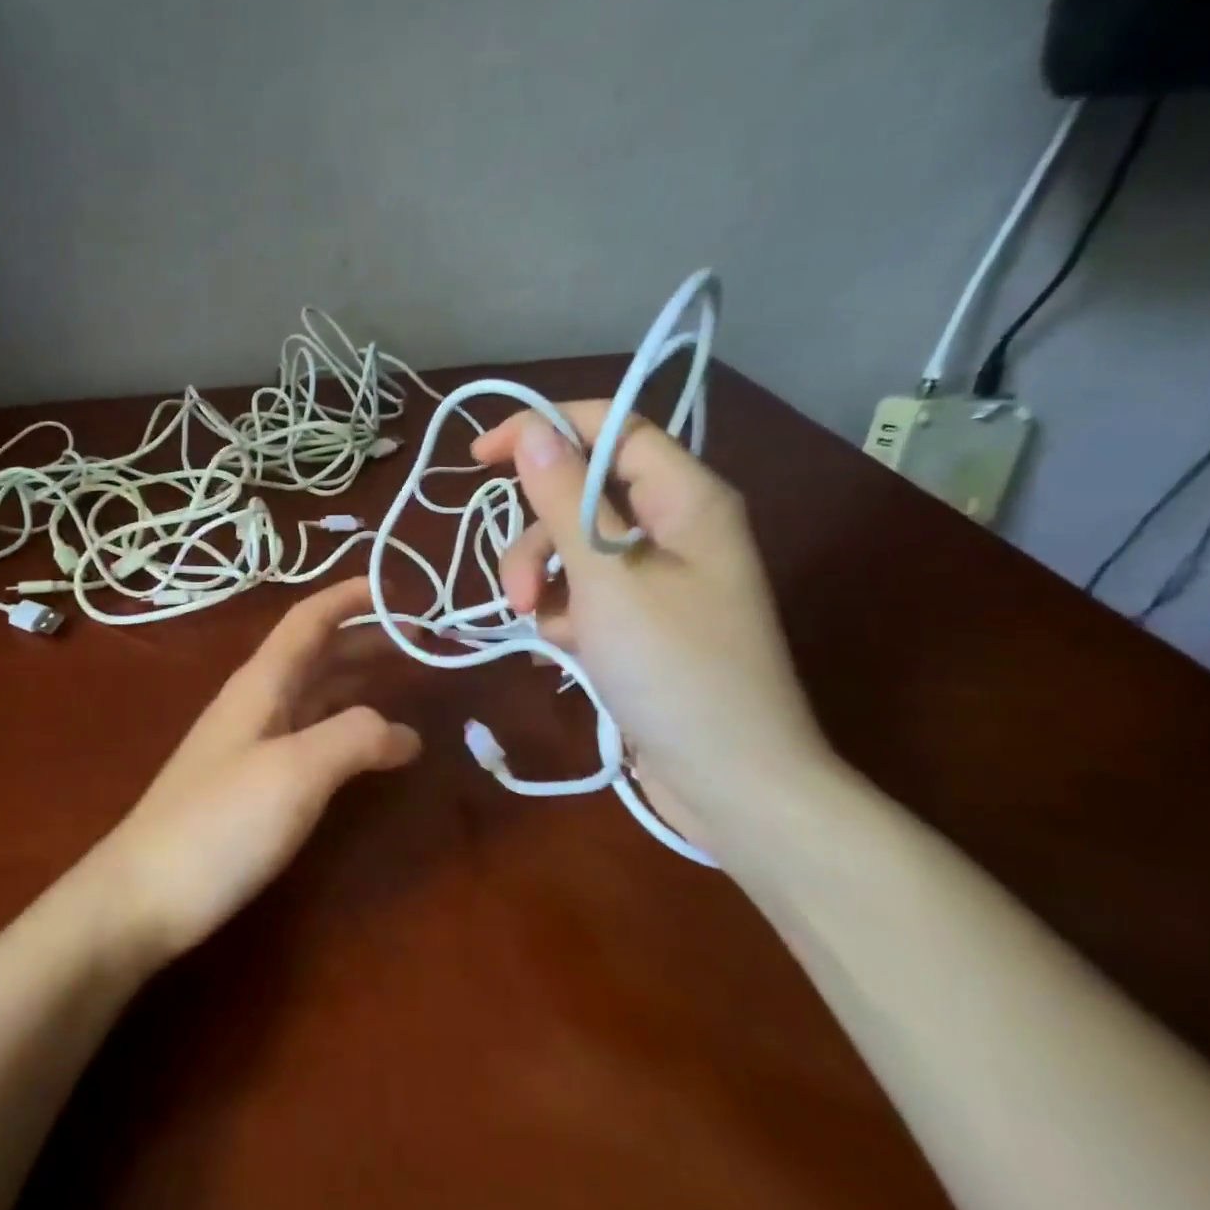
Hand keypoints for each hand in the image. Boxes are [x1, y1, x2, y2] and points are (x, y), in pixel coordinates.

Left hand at [89, 577, 420, 958]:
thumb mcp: (296, 772)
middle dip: (365, 638)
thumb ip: (354, 737)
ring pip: (313, 694)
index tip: (398, 588)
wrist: (144, 896)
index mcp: (261, 684)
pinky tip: (367, 747)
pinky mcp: (252, 784)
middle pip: (315, 654)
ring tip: (405, 680)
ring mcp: (251, 745)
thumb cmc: (220, 824)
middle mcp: (255, 703)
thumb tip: (405, 732)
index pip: (309, 620)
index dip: (350, 597)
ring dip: (358, 679)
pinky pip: (309, 735)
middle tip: (421, 641)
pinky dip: (345, 727)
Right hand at [470, 405, 832, 840]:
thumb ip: (564, 500)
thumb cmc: (675, 670)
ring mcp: (659, 579)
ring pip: (574, 549)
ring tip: (541, 632)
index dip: (544, 429)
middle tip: (518, 592)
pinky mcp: (642, 622)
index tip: (479, 456)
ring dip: (542, 583)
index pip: (612, 428)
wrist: (730, 781)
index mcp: (686, 499)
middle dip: (536, 537)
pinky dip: (561, 616)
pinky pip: (584, 594)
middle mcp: (676, 528)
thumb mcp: (608, 579)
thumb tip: (532, 430)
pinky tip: (556, 651)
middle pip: (582, 496)